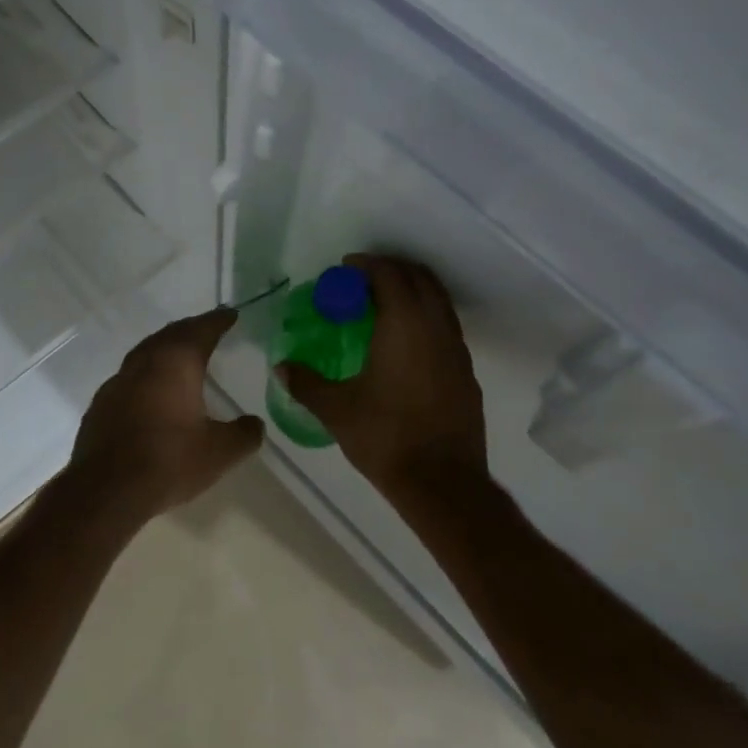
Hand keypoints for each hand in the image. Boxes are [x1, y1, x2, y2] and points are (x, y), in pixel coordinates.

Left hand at [68, 307, 263, 518]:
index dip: (218, 321)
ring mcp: (118, 381)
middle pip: (171, 334)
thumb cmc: (168, 461)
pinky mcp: (101, 403)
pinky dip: (146, 373)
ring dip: (165, 348)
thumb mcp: (219, 452)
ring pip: (146, 352)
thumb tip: (255, 424)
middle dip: (191, 329)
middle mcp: (145, 362)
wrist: (105, 490)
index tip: (230, 314)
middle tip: (207, 330)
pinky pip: (129, 376)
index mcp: (176, 362)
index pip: (201, 330)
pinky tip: (151, 391)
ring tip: (180, 355)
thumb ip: (243, 434)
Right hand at [277, 254, 487, 495]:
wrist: (444, 483)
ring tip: (383, 304)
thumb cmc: (386, 437)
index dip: (367, 264)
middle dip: (392, 269)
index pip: (389, 274)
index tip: (345, 268)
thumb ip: (306, 383)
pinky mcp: (466, 371)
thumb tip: (281, 367)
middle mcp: (435, 327)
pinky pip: (446, 325)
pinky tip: (405, 342)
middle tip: (363, 280)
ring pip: (438, 300)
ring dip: (412, 290)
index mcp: (403, 325)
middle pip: (419, 277)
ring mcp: (456, 349)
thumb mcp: (336, 409)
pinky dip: (426, 315)